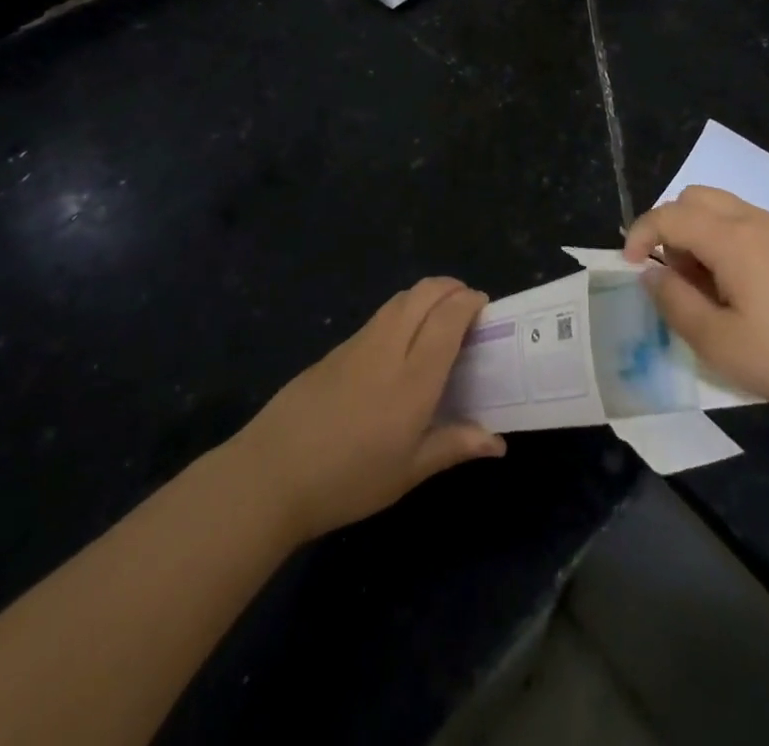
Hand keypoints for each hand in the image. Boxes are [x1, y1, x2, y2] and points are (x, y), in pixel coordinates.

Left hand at [230, 277, 505, 542]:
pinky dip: (403, 311)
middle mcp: (389, 348)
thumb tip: (498, 442)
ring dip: (426, 295)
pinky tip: (402, 342)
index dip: (470, 302)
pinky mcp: (336, 349)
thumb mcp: (407, 472)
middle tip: (468, 306)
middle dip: (451, 288)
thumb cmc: (348, 480)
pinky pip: (380, 316)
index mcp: (413, 378)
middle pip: (424, 294)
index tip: (486, 308)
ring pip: (400, 299)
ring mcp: (358, 343)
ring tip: (439, 318)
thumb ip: (454, 446)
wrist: (271, 474)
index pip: (449, 318)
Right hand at [624, 186, 768, 428]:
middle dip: (669, 228)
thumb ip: (673, 301)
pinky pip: (743, 222)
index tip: (628, 267)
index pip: (669, 215)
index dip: (639, 234)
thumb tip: (650, 272)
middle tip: (672, 275)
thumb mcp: (717, 342)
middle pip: (693, 198)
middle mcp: (754, 220)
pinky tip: (735, 287)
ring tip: (703, 286)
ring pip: (719, 207)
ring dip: (695, 233)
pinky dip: (721, 239)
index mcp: (732, 238)